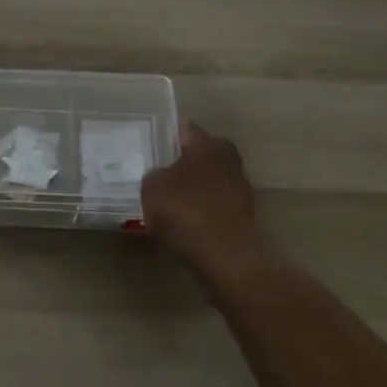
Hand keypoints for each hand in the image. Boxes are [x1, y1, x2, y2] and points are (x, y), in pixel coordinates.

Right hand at [141, 120, 263, 272]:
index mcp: (208, 143)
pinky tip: (179, 222)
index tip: (145, 143)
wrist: (225, 258)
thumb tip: (161, 177)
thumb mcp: (152, 186)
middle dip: (177, 162)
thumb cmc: (186, 211)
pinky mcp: (241, 216)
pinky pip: (210, 205)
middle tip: (151, 172)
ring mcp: (238, 188)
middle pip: (196, 155)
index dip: (163, 134)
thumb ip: (153, 174)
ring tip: (162, 200)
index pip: (183, 128)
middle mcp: (228, 159)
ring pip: (204, 181)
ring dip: (189, 188)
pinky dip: (197, 210)